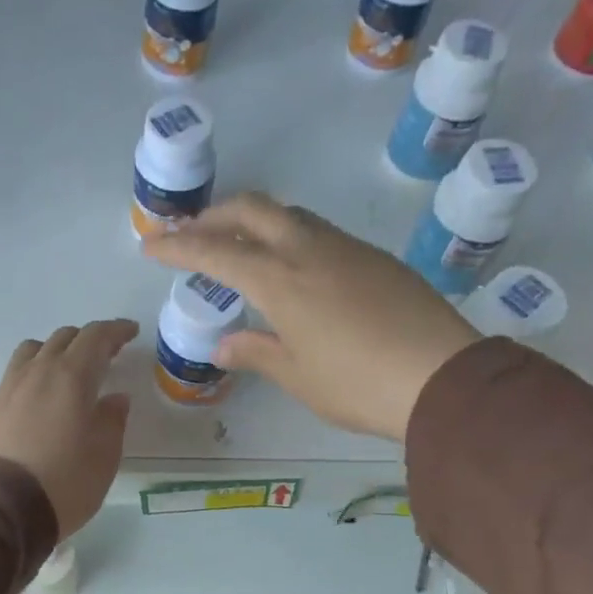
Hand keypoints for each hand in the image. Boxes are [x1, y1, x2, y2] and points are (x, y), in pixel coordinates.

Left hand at [0, 320, 137, 538]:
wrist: (0, 506)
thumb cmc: (65, 480)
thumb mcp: (104, 454)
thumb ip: (112, 420)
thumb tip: (115, 399)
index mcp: (71, 376)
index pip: (96, 337)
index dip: (116, 331)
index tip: (131, 332)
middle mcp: (38, 372)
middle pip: (63, 338)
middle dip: (88, 340)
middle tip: (106, 354)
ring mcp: (10, 388)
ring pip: (34, 351)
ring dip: (56, 351)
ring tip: (69, 370)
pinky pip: (17, 374)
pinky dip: (35, 372)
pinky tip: (42, 395)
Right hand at [144, 194, 480, 440]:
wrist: (442, 377)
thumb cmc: (357, 384)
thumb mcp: (297, 375)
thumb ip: (256, 352)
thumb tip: (223, 345)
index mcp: (281, 280)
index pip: (216, 251)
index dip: (179, 247)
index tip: (151, 246)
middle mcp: (309, 250)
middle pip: (252, 209)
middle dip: (214, 216)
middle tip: (191, 236)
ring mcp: (346, 248)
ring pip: (289, 215)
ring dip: (254, 222)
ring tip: (238, 247)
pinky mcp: (374, 257)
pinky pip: (318, 231)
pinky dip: (288, 236)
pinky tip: (291, 266)